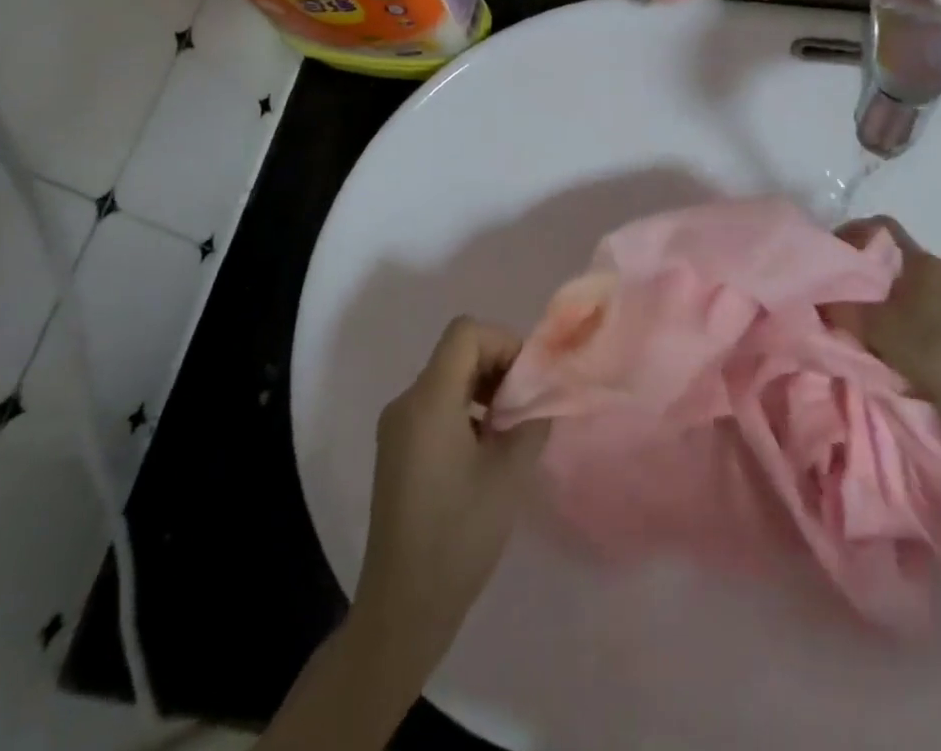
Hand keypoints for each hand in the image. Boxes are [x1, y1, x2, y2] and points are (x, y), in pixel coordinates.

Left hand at [354, 317, 549, 666]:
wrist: (403, 608)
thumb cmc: (459, 535)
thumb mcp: (509, 474)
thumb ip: (532, 422)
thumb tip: (543, 398)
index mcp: (429, 400)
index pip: (466, 333)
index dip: (503, 342)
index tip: (527, 381)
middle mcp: (406, 403)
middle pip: (458, 353)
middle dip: (499, 366)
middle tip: (527, 404)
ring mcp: (397, 428)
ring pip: (448, 378)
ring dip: (485, 388)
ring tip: (511, 429)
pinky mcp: (397, 451)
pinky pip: (436, 406)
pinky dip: (467, 409)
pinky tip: (486, 450)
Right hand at [827, 216, 940, 426]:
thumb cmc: (931, 352)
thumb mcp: (876, 332)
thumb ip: (846, 309)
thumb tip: (824, 297)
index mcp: (922, 262)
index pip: (884, 229)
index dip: (860, 236)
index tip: (845, 258)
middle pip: (913, 266)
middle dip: (894, 285)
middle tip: (875, 315)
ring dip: (926, 307)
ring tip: (913, 341)